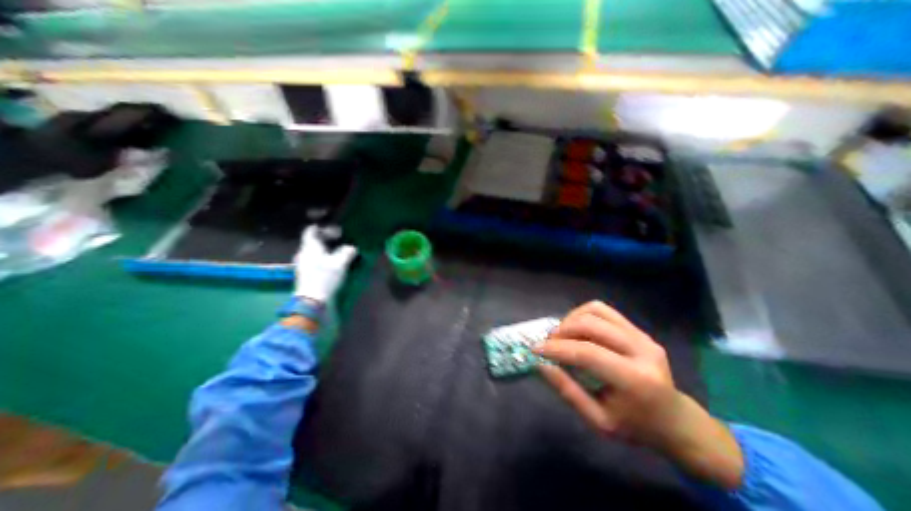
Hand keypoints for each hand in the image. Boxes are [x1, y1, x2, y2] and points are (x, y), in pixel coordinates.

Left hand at [297, 223, 359, 303]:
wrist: (311, 300)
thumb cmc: (325, 277)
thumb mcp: (340, 263)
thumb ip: (347, 252)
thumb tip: (352, 247)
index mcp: (310, 247)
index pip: (310, 231)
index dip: (320, 228)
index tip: (330, 228)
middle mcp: (303, 253)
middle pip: (311, 241)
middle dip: (324, 239)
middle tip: (337, 239)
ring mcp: (302, 264)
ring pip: (312, 251)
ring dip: (323, 249)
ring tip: (335, 251)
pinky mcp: (304, 273)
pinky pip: (313, 260)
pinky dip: (321, 258)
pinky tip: (330, 263)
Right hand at [536, 302, 742, 489]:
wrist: (675, 420)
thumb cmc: (635, 426)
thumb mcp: (598, 421)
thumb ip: (568, 391)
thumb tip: (541, 365)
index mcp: (635, 379)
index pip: (587, 353)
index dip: (557, 348)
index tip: (536, 350)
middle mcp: (642, 350)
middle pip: (591, 325)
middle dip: (562, 330)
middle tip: (548, 343)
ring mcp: (642, 336)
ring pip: (596, 311)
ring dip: (571, 319)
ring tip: (561, 335)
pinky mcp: (638, 329)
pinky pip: (604, 311)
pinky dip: (583, 314)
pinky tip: (576, 328)